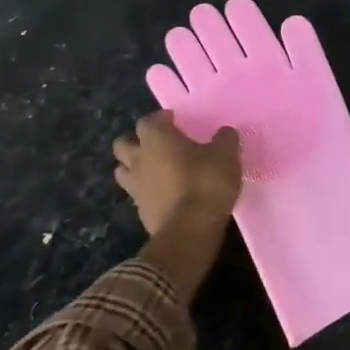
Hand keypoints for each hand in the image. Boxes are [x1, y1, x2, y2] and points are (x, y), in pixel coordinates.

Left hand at [114, 111, 240, 296]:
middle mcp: (139, 160)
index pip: (147, 121)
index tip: (175, 121)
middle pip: (123, 145)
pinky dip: (146, 191)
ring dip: (135, 167)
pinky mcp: (139, 212)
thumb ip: (225, 139)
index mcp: (156, 140)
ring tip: (155, 170)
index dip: (160, 119)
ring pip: (123, 171)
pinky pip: (136, 195)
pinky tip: (164, 194)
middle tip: (158, 145)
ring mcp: (135, 188)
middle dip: (136, 142)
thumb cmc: (206, 182)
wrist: (190, 230)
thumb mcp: (226, 155)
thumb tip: (225, 133)